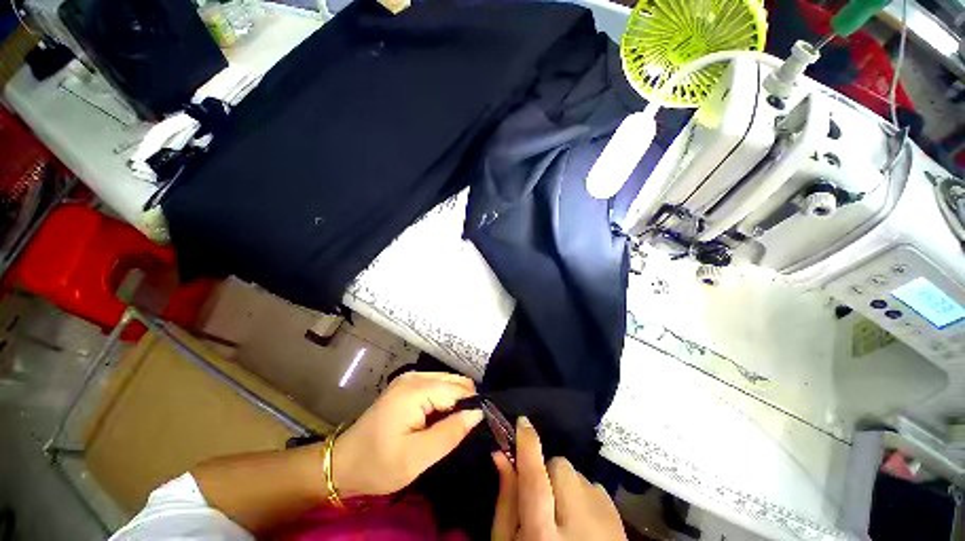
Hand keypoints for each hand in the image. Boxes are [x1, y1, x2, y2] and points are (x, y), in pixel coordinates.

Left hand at [331, 372, 482, 497]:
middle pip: (455, 381)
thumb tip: (478, 413)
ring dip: (456, 401)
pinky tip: (441, 418)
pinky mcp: (407, 385)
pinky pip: (437, 385)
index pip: (459, 390)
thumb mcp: (417, 457)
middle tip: (464, 430)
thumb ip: (450, 433)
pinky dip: (445, 399)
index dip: (472, 407)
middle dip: (465, 402)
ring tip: (453, 426)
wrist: (342, 463)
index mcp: (416, 390)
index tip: (480, 427)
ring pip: (448, 382)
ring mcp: (410, 378)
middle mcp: (415, 376)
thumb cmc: (378, 464)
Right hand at [491, 417, 626, 540]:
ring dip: (566, 484)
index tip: (523, 422)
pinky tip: (582, 521)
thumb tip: (501, 454)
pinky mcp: (619, 524)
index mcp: (542, 535)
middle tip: (543, 496)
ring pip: (579, 475)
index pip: (534, 478)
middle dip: (547, 471)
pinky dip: (584, 494)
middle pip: (560, 467)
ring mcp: (605, 525)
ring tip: (563, 513)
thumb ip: (505, 499)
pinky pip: (595, 487)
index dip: (528, 445)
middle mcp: (578, 527)